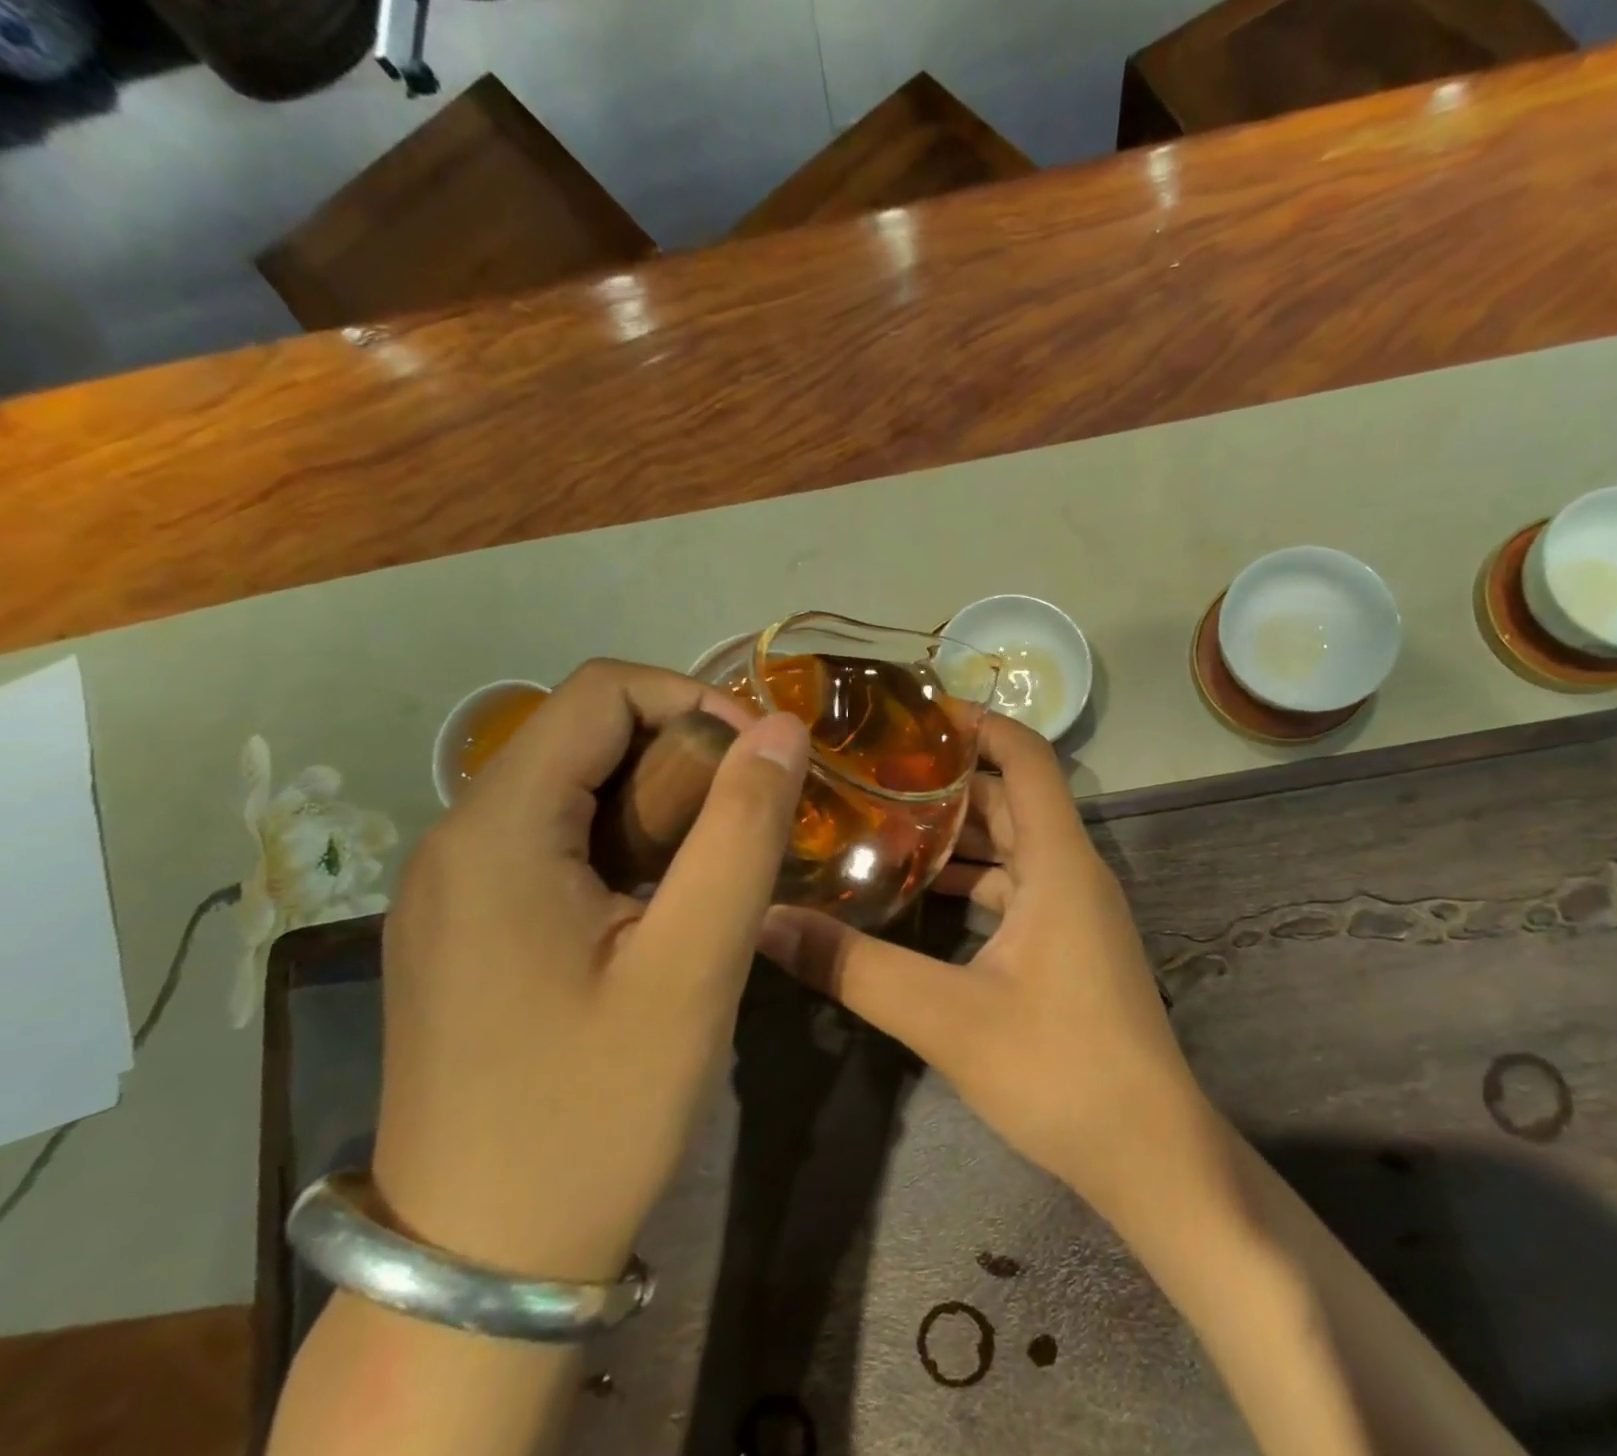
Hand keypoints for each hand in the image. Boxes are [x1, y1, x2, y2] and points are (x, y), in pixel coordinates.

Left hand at [372, 659, 807, 1282]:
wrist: (482, 1264)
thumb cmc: (595, 1109)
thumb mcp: (692, 966)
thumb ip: (742, 831)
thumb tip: (782, 729)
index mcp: (497, 832)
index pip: (601, 691)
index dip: (694, 699)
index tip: (761, 761)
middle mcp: (457, 840)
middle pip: (585, 735)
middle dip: (684, 755)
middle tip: (750, 822)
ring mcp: (454, 888)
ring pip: (574, 788)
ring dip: (661, 801)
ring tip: (719, 866)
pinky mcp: (467, 928)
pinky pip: (555, 841)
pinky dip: (627, 842)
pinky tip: (665, 904)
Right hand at [758, 714, 1219, 1222]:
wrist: (1150, 1153)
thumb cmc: (1060, 1070)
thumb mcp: (947, 1017)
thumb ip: (856, 968)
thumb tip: (768, 924)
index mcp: (1059, 862)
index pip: (1027, 757)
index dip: (978, 724)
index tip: (914, 713)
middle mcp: (1072, 871)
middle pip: (1009, 798)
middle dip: (948, 779)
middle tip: (872, 771)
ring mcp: (1075, 910)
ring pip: (1012, 846)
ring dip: (955, 834)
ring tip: (880, 824)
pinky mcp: (1070, 944)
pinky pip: (1017, 888)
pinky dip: (972, 881)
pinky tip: (920, 896)